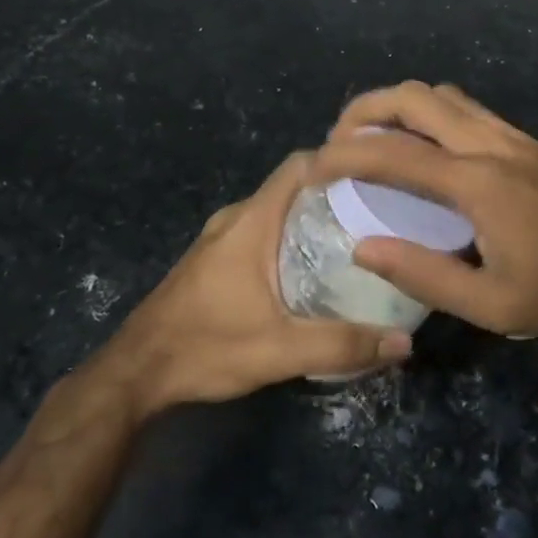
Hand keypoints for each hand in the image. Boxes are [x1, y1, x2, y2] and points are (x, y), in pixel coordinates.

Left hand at [95, 152, 411, 417]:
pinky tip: (311, 271)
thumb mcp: (279, 350)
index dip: (338, 162)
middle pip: (292, 188)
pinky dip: (290, 239)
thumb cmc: (205, 348)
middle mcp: (235, 218)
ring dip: (311, 220)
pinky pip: (261, 232)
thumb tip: (404, 342)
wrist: (133, 375)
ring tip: (354, 242)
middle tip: (378, 215)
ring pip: (276, 212)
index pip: (300, 165)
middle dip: (334, 195)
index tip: (377, 176)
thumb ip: (342, 344)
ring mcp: (220, 239)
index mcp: (252, 221)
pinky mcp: (213, 260)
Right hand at [310, 82, 537, 337]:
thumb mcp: (489, 305)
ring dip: (396, 104)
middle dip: (364, 110)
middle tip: (337, 140)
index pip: (393, 155)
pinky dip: (427, 110)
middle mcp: (488, 144)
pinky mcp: (521, 136)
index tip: (313, 168)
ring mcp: (508, 134)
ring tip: (371, 134)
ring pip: (439, 94)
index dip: (344, 156)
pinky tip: (420, 140)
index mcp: (476, 184)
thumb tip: (363, 247)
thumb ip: (423, 275)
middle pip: (413, 98)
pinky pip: (463, 106)